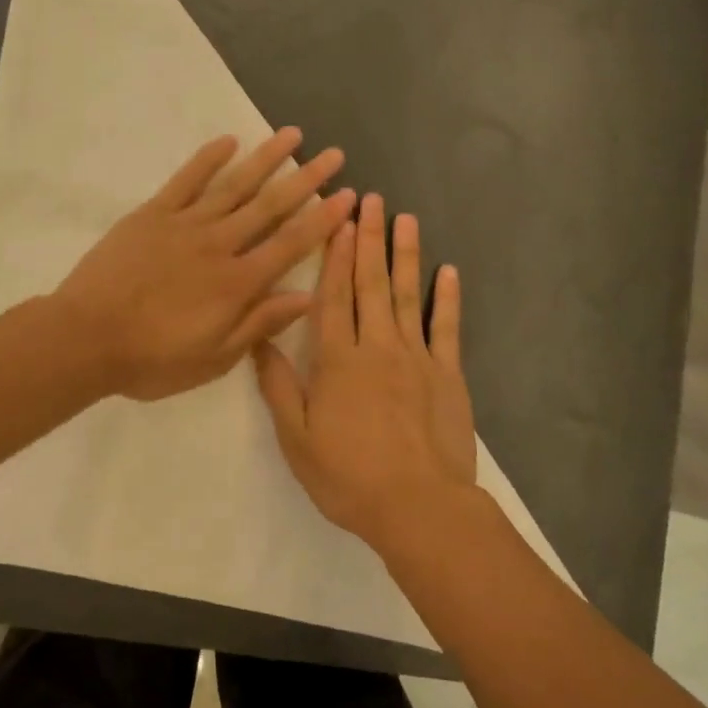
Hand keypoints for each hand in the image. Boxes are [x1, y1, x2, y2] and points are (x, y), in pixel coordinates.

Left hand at [55, 129, 354, 400]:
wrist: (84, 339)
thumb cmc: (152, 359)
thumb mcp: (214, 358)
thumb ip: (259, 324)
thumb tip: (306, 297)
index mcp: (238, 283)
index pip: (291, 244)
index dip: (323, 220)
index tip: (348, 195)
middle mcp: (219, 245)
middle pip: (270, 206)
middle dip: (306, 179)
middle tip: (334, 153)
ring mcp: (185, 224)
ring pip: (234, 186)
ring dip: (266, 159)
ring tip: (292, 134)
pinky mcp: (152, 215)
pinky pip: (185, 181)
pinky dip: (207, 159)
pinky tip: (228, 141)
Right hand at [254, 193, 477, 551]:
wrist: (417, 506)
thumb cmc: (348, 477)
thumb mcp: (297, 439)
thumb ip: (280, 387)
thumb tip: (259, 342)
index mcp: (338, 361)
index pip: (334, 297)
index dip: (335, 257)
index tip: (339, 221)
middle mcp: (377, 347)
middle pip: (371, 284)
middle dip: (369, 240)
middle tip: (372, 200)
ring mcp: (417, 358)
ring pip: (407, 296)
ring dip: (406, 255)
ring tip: (405, 219)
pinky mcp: (448, 374)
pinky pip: (447, 328)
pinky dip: (447, 298)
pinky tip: (448, 271)